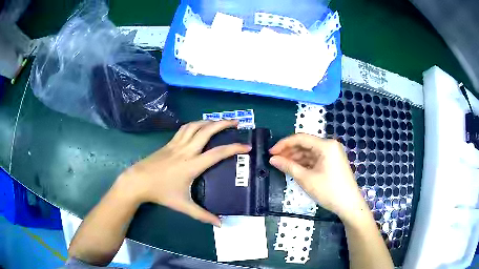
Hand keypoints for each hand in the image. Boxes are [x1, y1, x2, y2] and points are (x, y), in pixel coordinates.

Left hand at [116, 120, 250, 226]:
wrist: (138, 181)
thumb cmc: (161, 193)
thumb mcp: (183, 205)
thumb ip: (203, 215)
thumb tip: (220, 224)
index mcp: (192, 165)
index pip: (217, 153)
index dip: (234, 148)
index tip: (247, 146)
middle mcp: (186, 150)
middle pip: (207, 131)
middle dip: (223, 124)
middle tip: (236, 122)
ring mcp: (176, 144)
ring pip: (195, 126)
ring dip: (209, 121)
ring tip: (220, 122)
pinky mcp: (169, 143)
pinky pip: (185, 129)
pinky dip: (195, 124)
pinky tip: (199, 126)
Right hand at [269, 134, 367, 221]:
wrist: (349, 204)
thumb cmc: (328, 191)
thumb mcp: (306, 179)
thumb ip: (288, 166)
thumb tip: (272, 159)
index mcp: (326, 145)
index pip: (300, 138)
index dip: (283, 144)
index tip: (270, 152)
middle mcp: (330, 145)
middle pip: (305, 144)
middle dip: (289, 151)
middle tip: (275, 160)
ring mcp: (332, 153)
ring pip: (310, 152)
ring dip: (296, 158)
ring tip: (282, 165)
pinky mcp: (333, 162)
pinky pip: (316, 158)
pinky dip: (305, 163)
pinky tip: (295, 168)